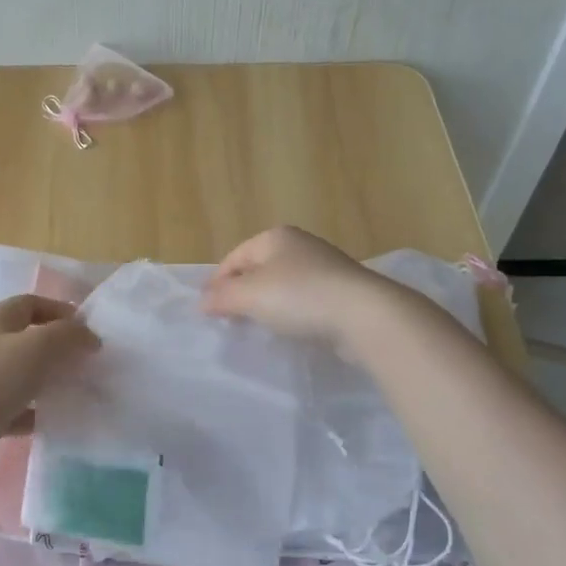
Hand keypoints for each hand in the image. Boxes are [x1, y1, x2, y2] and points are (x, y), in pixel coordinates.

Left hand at [0, 294, 98, 474]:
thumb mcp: (38, 347)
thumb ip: (68, 335)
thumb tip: (89, 336)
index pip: (31, 303)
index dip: (60, 310)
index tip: (87, 329)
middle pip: (28, 339)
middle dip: (58, 347)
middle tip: (87, 362)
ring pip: (23, 375)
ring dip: (49, 381)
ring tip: (77, 391)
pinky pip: (17, 408)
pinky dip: (36, 412)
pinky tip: (55, 420)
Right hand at [201, 226, 393, 352]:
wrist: (364, 314)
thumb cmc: (299, 296)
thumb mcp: (250, 295)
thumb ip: (222, 297)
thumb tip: (201, 301)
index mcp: (275, 237)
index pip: (235, 257)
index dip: (217, 282)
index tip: (206, 308)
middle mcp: (300, 245)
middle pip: (258, 269)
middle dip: (241, 292)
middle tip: (228, 318)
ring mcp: (325, 267)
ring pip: (282, 285)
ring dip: (266, 303)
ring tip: (256, 326)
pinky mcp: (341, 291)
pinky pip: (304, 300)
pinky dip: (291, 312)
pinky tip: (289, 329)